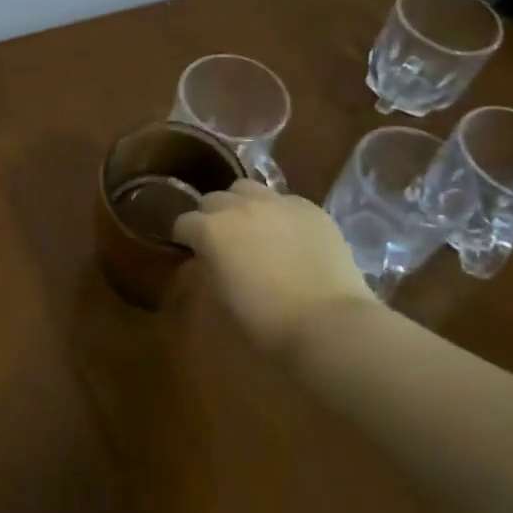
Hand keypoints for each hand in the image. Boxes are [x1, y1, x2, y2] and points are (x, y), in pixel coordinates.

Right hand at [173, 179, 375, 352]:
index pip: (183, 223)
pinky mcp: (309, 207)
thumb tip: (206, 259)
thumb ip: (207, 269)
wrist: (329, 323)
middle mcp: (239, 206)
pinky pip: (284, 200)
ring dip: (242, 205)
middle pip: (213, 199)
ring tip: (254, 228)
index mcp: (210, 229)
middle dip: (212, 217)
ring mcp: (276, 202)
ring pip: (247, 189)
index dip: (185, 239)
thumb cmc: (266, 321)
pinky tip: (289, 236)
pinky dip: (278, 213)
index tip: (192, 254)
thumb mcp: (221, 298)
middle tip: (223, 242)